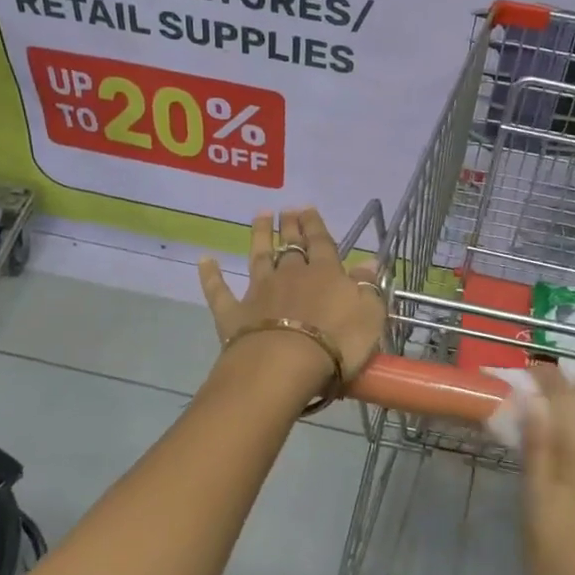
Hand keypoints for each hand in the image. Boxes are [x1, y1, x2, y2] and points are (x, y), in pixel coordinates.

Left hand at [197, 209, 386, 397]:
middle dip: (290, 227)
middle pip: (291, 246)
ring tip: (260, 216)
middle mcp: (291, 275)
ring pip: (259, 257)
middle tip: (287, 210)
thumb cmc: (337, 343)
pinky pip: (220, 291)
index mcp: (326, 274)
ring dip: (260, 236)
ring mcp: (259, 292)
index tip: (308, 209)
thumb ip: (368, 286)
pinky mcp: (234, 314)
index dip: (316, 226)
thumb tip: (369, 261)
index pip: (322, 243)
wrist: (286, 365)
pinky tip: (204, 260)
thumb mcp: (369, 314)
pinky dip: (211, 276)